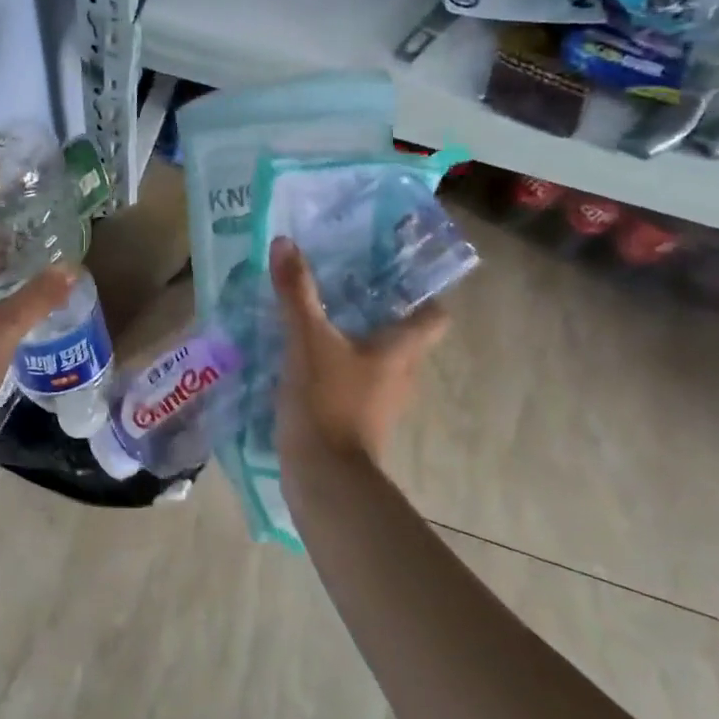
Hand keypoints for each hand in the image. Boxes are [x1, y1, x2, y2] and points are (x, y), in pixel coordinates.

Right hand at [270, 236, 447, 472]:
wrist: (323, 475)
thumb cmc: (327, 401)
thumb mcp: (307, 339)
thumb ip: (296, 293)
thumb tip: (285, 242)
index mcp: (400, 351)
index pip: (434, 318)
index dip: (423, 295)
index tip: (395, 275)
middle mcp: (400, 376)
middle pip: (404, 338)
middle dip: (380, 314)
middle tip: (348, 287)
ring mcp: (381, 404)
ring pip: (378, 364)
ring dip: (357, 344)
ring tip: (323, 320)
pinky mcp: (358, 423)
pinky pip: (355, 386)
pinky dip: (339, 371)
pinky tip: (307, 361)